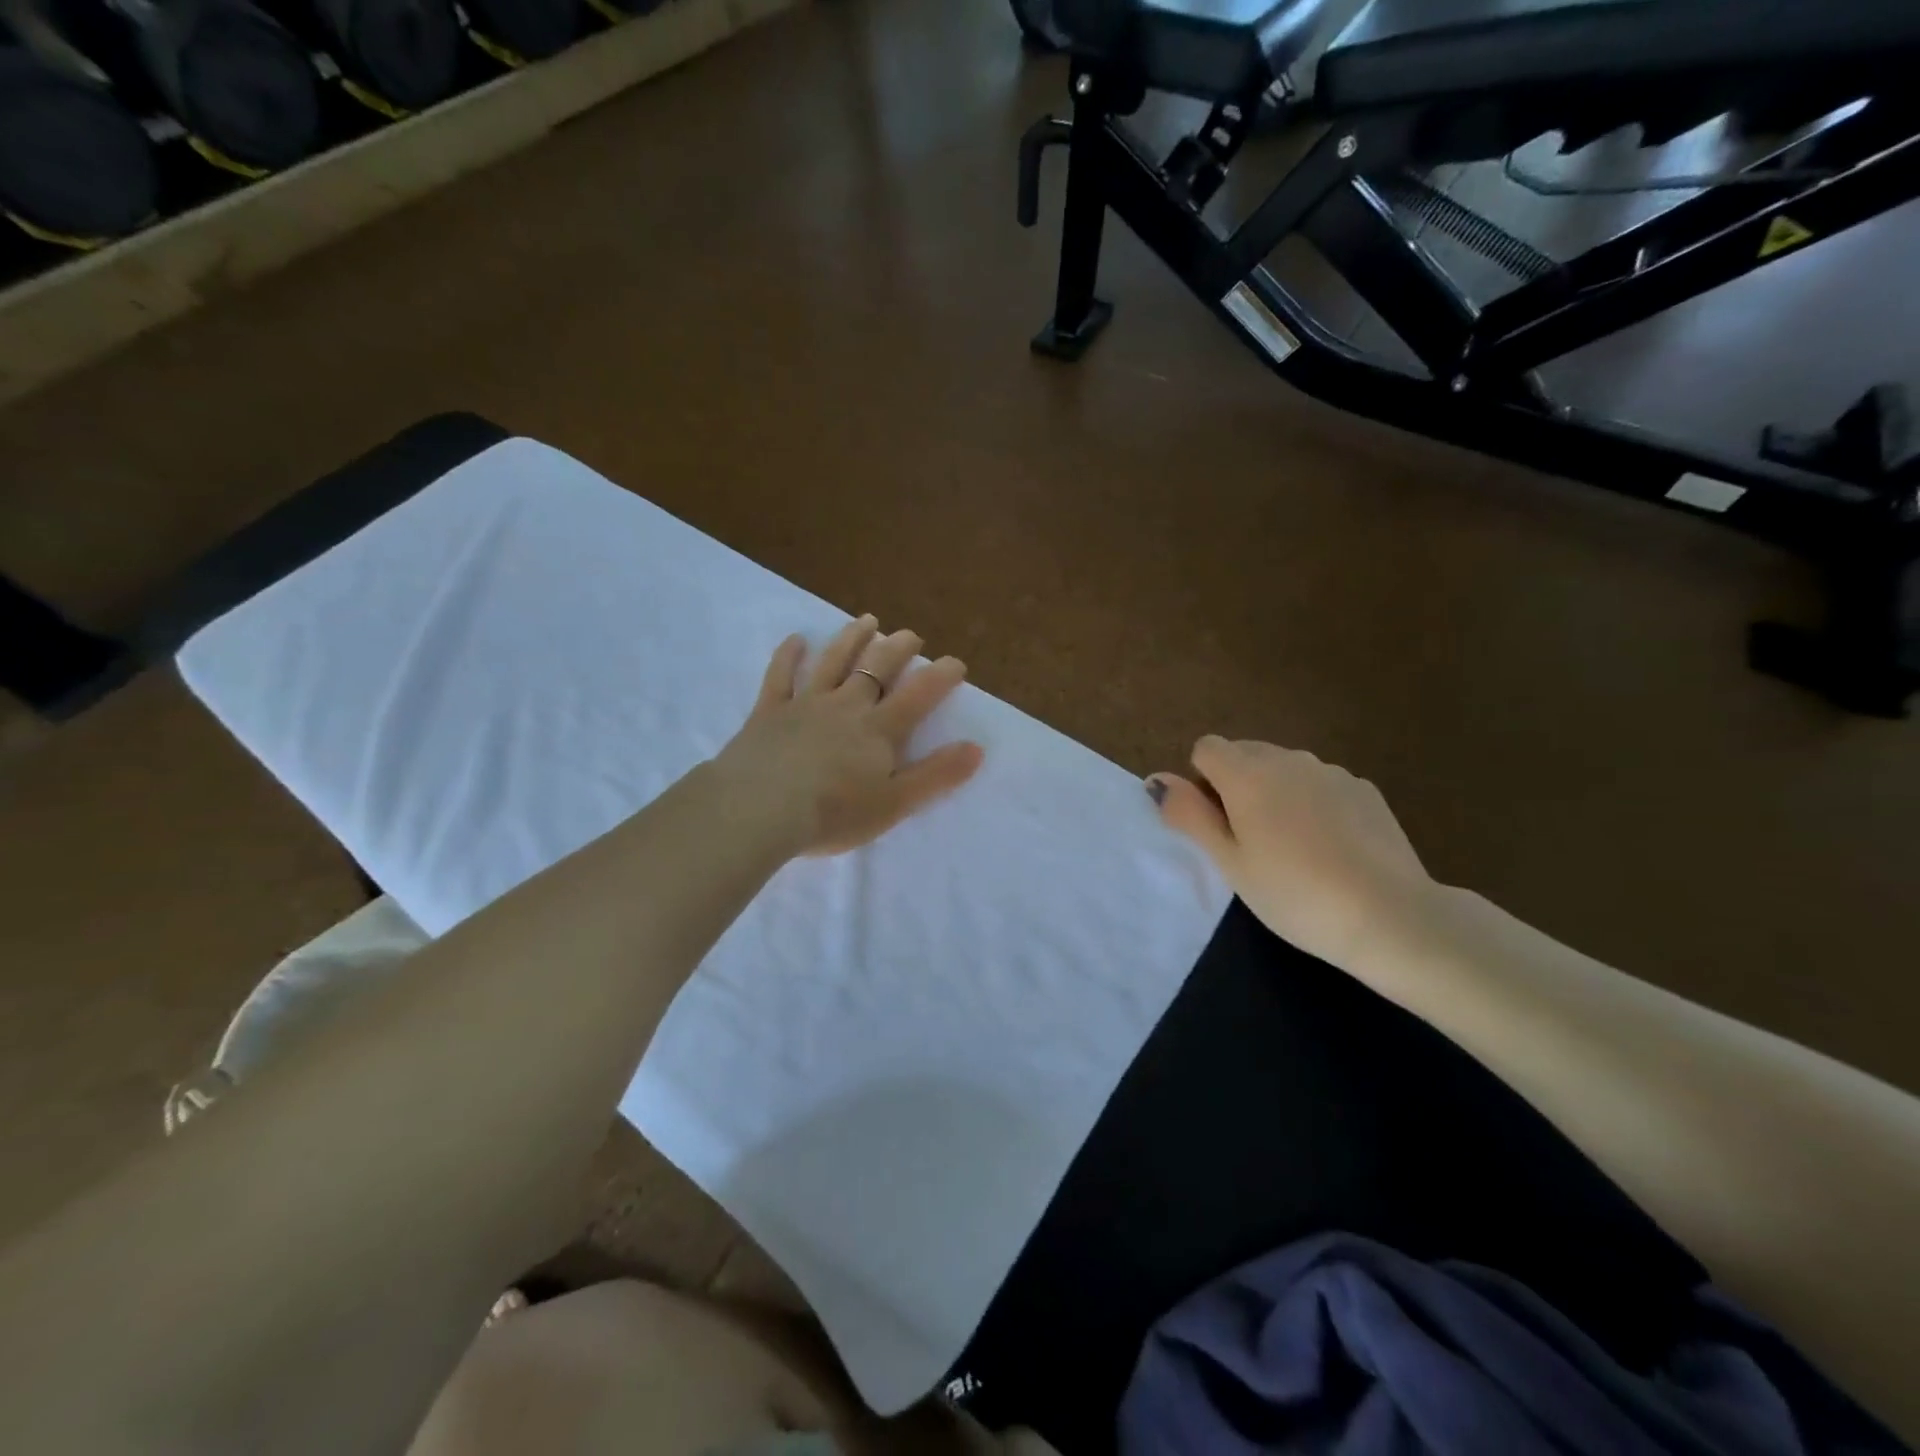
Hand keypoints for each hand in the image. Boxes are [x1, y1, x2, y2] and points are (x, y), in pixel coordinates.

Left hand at [714, 615, 984, 856]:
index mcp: (879, 729)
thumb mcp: (895, 803)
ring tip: (867, 621)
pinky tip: (795, 640)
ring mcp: (805, 704)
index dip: (940, 676)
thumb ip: (936, 775)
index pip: (918, 695)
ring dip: (852, 639)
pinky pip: (780, 676)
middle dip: (898, 649)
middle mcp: (846, 706)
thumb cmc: (833, 813)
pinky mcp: (769, 711)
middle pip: (876, 668)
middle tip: (911, 636)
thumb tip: (976, 748)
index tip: (956, 662)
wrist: (760, 810)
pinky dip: (789, 655)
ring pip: (833, 662)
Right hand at [1150, 737, 1433, 969]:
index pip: (1207, 747)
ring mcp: (1332, 772)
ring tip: (1292, 847)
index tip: (1217, 823)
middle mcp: (1289, 759)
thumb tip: (1157, 780)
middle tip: (1248, 840)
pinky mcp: (1366, 790)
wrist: (1390, 916)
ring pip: (1285, 768)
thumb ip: (1190, 815)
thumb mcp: (1229, 862)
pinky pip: (1321, 783)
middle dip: (1236, 783)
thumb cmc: (1294, 894)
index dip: (1202, 781)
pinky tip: (1330, 847)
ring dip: (1275, 791)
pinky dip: (1313, 802)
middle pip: (1246, 752)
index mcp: (1248, 774)